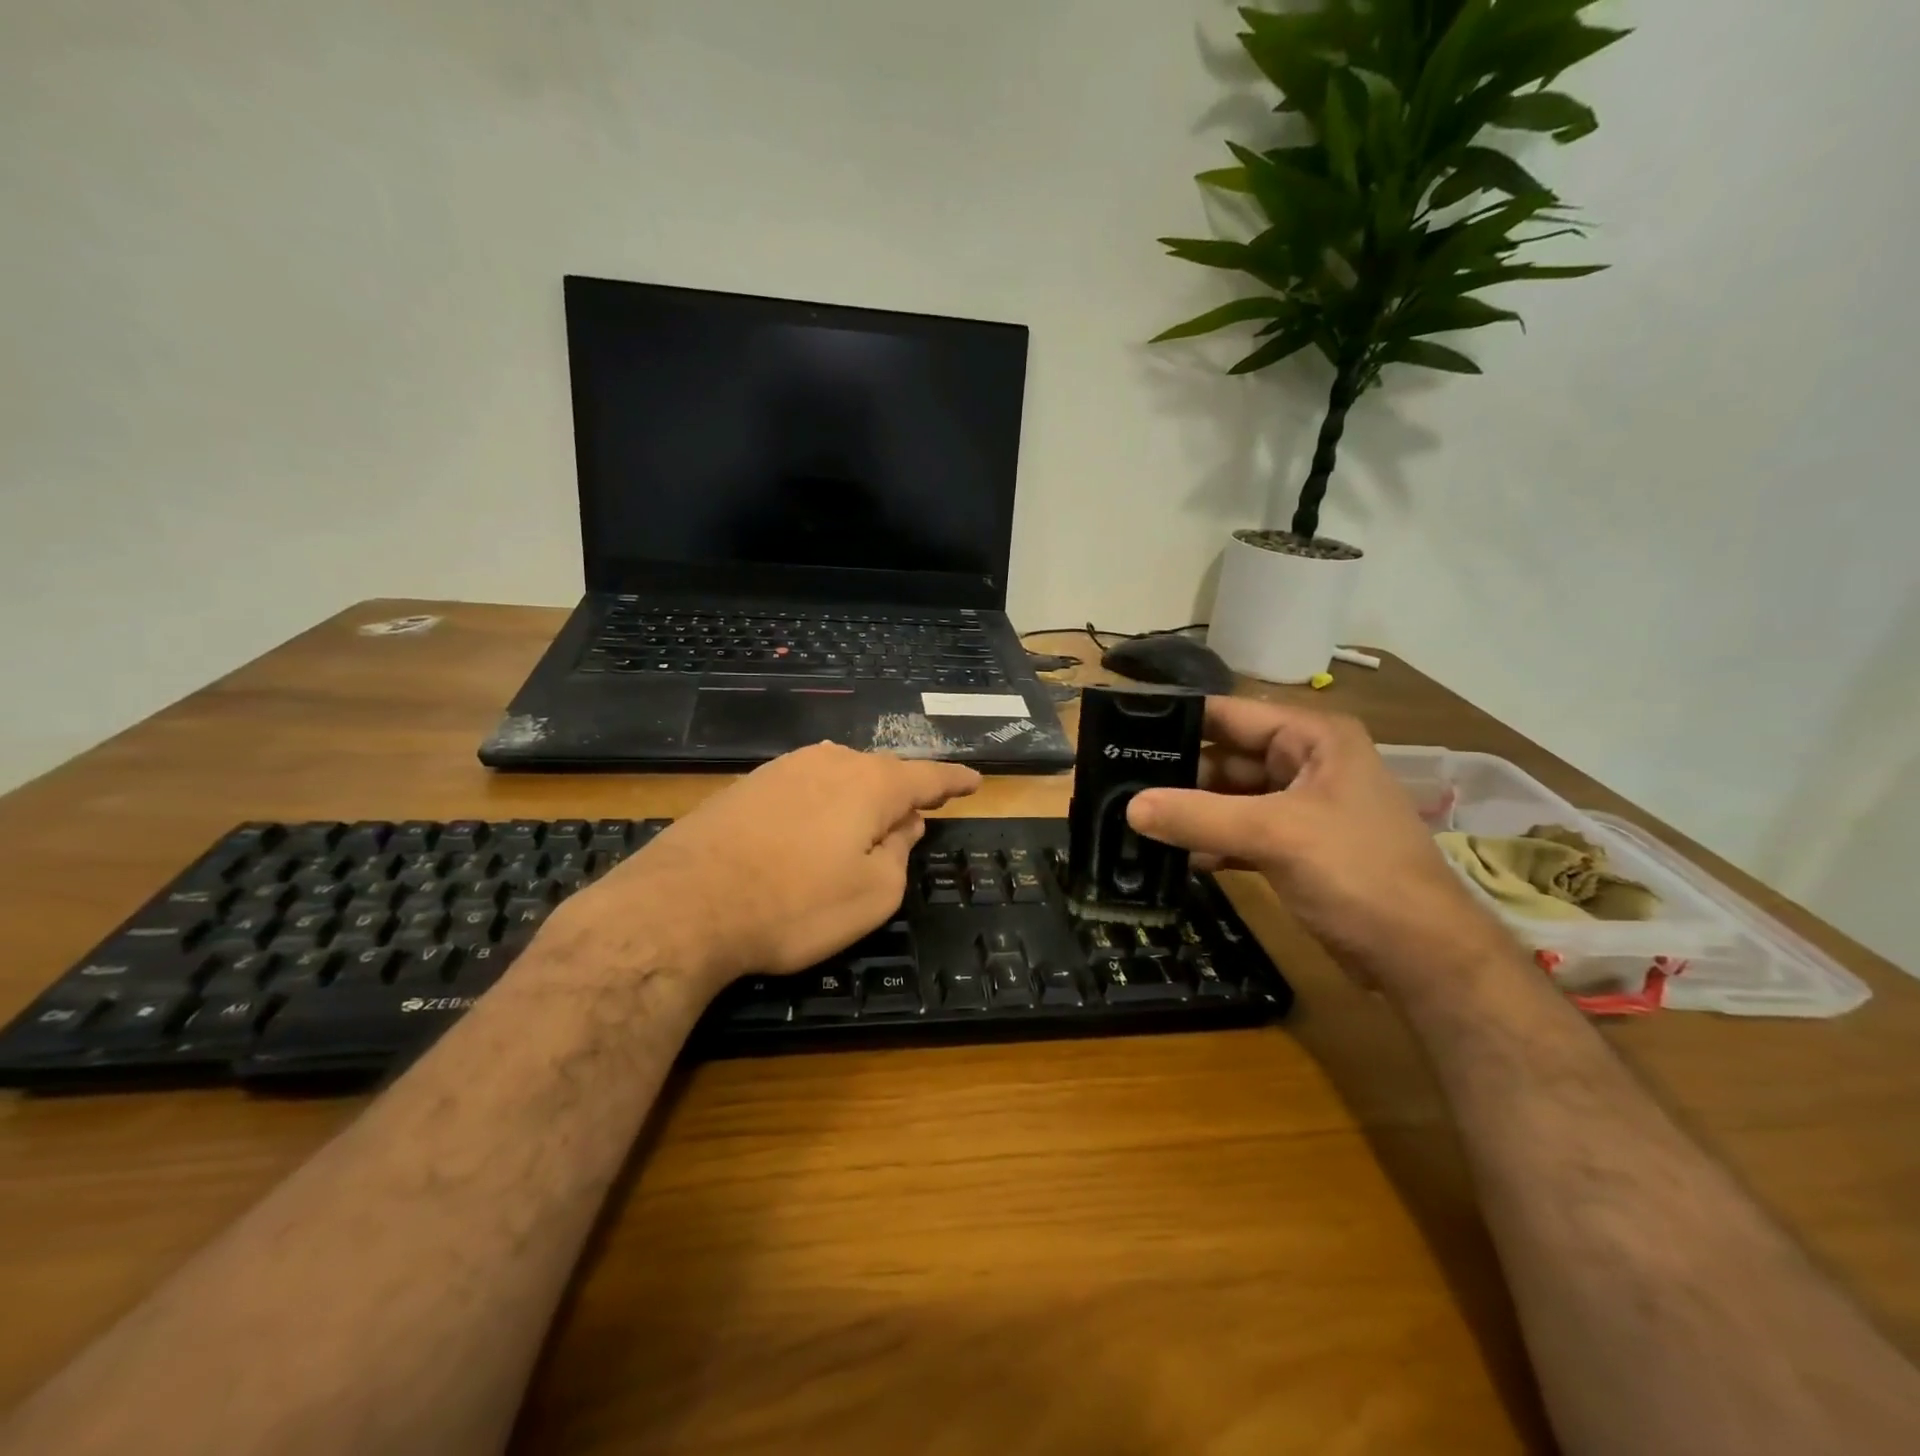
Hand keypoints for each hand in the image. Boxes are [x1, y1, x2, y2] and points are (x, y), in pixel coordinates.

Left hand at [567, 743, 980, 989]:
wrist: (684, 905)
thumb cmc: (794, 905)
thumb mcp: (872, 895)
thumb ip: (898, 854)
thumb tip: (904, 826)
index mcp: (871, 784)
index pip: (927, 777)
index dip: (954, 780)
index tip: (975, 780)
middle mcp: (830, 762)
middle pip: (881, 773)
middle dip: (902, 795)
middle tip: (916, 821)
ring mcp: (783, 769)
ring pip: (840, 776)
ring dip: (860, 799)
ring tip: (865, 828)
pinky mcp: (747, 786)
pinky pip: (805, 787)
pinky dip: (823, 804)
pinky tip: (814, 828)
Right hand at [1126, 698, 1510, 993]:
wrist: (1421, 956)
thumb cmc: (1358, 872)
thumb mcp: (1275, 835)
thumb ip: (1199, 817)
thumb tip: (1130, 807)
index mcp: (1311, 738)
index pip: (1229, 714)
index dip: (1177, 720)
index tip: (1119, 732)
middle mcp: (1303, 764)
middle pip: (1223, 758)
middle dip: (1176, 774)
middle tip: (1115, 785)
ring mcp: (1297, 808)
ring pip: (1227, 799)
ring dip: (1188, 813)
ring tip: (1128, 820)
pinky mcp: (1291, 848)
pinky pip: (1237, 833)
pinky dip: (1207, 843)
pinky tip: (1168, 857)